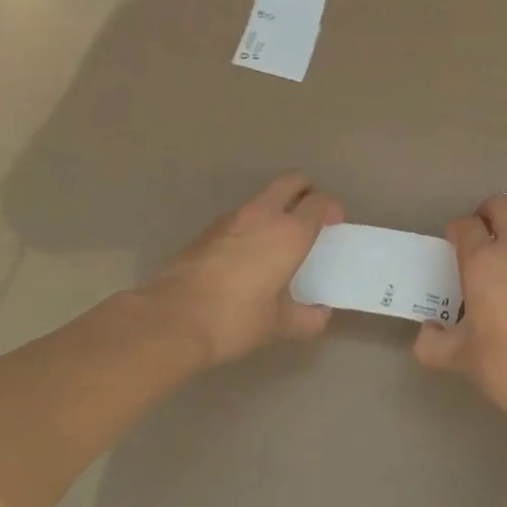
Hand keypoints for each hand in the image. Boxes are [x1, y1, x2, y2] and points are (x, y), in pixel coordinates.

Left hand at [138, 173, 342, 365]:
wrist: (171, 319)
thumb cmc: (235, 319)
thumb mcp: (278, 325)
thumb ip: (306, 318)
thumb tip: (320, 315)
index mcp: (290, 232)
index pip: (320, 202)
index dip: (331, 209)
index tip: (334, 226)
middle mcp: (263, 215)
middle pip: (292, 182)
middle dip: (306, 192)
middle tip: (310, 218)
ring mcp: (232, 218)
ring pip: (263, 197)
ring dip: (276, 208)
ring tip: (277, 241)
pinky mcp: (208, 230)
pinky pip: (241, 216)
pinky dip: (252, 225)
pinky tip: (247, 257)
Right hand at [413, 194, 506, 417]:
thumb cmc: (505, 361)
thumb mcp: (461, 357)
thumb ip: (434, 344)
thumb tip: (426, 334)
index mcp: (483, 260)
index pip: (466, 225)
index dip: (456, 230)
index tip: (451, 246)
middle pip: (501, 206)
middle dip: (486, 214)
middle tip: (476, 239)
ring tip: (499, 264)